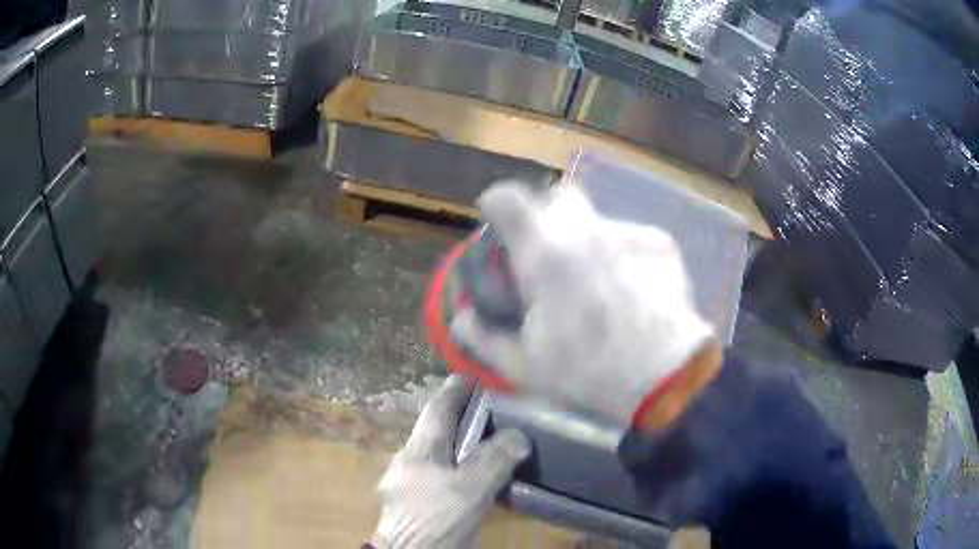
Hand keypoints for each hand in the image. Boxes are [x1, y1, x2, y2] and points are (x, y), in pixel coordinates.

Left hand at [373, 375, 531, 547]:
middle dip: (461, 419)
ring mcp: (409, 482)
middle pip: (437, 431)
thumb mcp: (469, 489)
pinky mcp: (416, 502)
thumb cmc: (436, 517)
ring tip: (492, 444)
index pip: (437, 408)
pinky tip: (476, 478)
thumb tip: (518, 436)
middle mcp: (410, 460)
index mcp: (419, 449)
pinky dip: (460, 470)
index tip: (475, 377)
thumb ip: (494, 461)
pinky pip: (441, 476)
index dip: (456, 390)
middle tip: (494, 413)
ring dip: (463, 446)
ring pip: (440, 454)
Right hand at [453, 182, 721, 428]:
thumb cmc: (586, 372)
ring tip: (600, 286)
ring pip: (598, 222)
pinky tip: (634, 292)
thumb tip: (462, 318)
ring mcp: (628, 232)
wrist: (664, 379)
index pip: (507, 199)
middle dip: (549, 218)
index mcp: (544, 253)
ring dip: (589, 243)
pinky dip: (624, 257)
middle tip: (552, 257)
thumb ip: (483, 338)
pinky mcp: (661, 244)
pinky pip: (631, 239)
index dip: (497, 207)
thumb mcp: (522, 365)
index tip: (500, 226)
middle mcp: (586, 229)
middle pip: (559, 197)